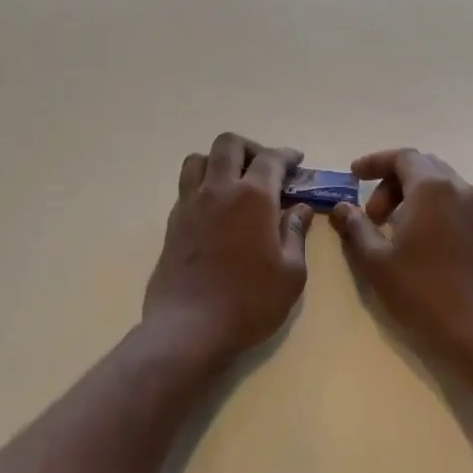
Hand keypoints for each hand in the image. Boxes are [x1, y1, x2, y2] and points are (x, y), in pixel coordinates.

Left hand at [142, 133, 313, 367]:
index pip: (271, 159)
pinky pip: (186, 186)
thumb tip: (300, 209)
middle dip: (251, 148)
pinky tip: (216, 209)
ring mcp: (190, 204)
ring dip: (219, 160)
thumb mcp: (291, 273)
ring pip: (199, 159)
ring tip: (234, 182)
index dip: (287, 156)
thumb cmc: (250, 302)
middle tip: (266, 168)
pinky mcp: (172, 223)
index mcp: (253, 197)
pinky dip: (203, 184)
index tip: (297, 162)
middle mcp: (218, 190)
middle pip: (229, 145)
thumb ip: (296, 234)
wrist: (189, 328)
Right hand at [330, 149, 472, 366]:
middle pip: (427, 169)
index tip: (354, 176)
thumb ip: (355, 228)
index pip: (403, 157)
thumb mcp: (376, 263)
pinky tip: (441, 253)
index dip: (375, 162)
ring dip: (424, 202)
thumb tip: (342, 208)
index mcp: (432, 190)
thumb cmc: (423, 294)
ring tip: (407, 235)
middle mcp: (466, 191)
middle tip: (376, 216)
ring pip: (452, 192)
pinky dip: (449, 220)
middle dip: (396, 184)